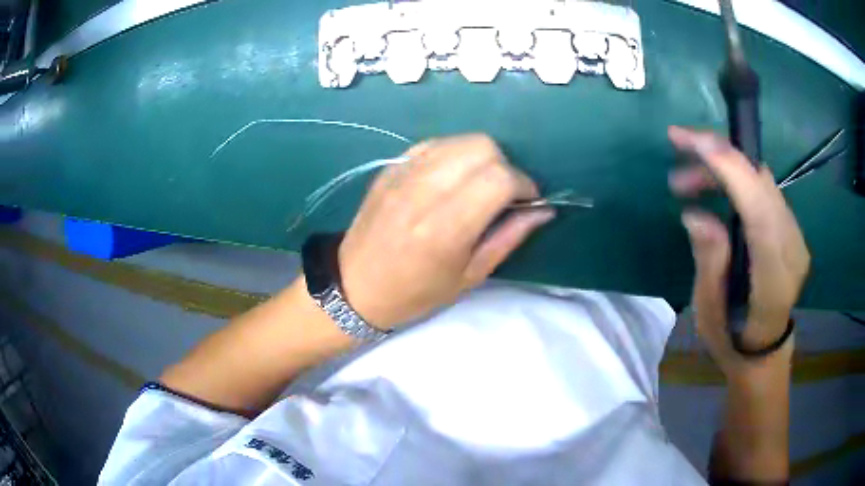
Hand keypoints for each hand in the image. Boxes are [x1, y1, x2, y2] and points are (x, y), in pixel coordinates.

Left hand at [337, 135, 553, 328]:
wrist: (355, 286)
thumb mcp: (470, 276)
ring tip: (478, 184)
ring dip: (481, 157)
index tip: (527, 200)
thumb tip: (544, 210)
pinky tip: (452, 176)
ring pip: (460, 140)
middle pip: (482, 147)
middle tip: (503, 192)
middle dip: (505, 165)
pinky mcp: (391, 167)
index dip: (524, 184)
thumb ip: (509, 237)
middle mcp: (425, 191)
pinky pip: (435, 143)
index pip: (499, 178)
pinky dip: (454, 154)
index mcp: (446, 227)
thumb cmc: (415, 293)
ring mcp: (404, 174)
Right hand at [668, 127, 809, 374]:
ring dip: (726, 167)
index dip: (732, 172)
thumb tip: (695, 215)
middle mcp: (792, 249)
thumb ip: (710, 262)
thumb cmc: (732, 339)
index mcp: (773, 279)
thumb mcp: (711, 313)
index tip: (695, 142)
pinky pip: (766, 190)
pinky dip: (739, 178)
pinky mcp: (791, 229)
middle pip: (763, 185)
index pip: (760, 212)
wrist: (763, 350)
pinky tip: (716, 188)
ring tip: (687, 179)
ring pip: (763, 181)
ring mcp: (796, 237)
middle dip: (721, 156)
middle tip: (678, 144)